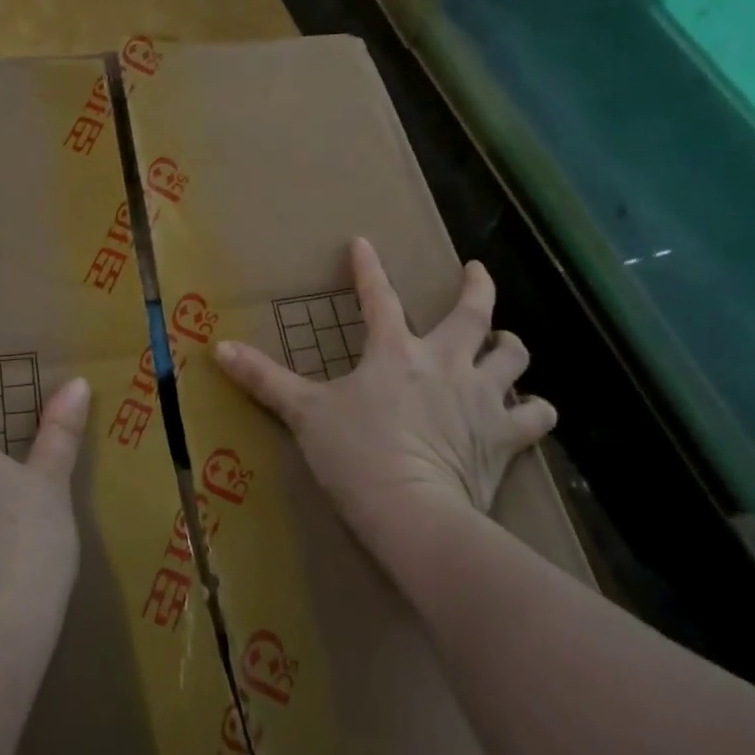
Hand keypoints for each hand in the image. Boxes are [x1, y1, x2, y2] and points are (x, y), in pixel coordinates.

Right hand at [214, 238, 555, 566]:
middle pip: (473, 311)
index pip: (378, 296)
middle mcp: (446, 361)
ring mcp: (481, 396)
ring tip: (505, 346)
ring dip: (509, 348)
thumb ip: (264, 379)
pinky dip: (534, 411)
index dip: (367, 268)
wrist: (413, 512)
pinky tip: (530, 411)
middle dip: (476, 285)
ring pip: (512, 355)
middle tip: (475, 272)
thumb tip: (217, 348)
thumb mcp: (303, 413)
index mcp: (395, 351)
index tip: (363, 243)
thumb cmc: (355, 455)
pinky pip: (536, 415)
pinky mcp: (505, 435)